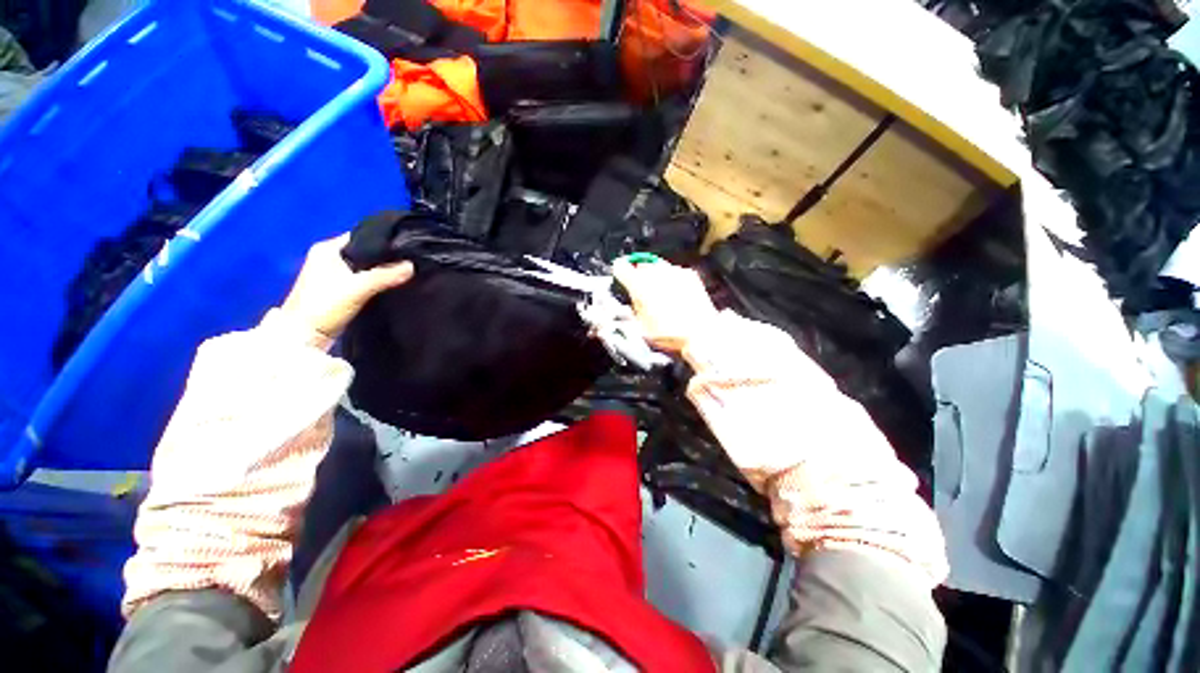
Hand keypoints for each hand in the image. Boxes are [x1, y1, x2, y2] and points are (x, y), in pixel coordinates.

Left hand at [281, 233, 413, 339]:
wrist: (305, 336)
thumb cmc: (325, 305)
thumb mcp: (359, 288)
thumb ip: (386, 275)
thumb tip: (413, 266)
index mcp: (327, 248)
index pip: (362, 236)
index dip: (384, 240)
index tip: (406, 246)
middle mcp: (328, 257)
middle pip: (364, 252)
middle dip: (385, 256)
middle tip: (410, 260)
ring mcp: (332, 274)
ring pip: (364, 266)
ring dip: (381, 269)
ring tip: (405, 271)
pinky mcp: (338, 289)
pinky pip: (362, 278)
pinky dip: (375, 280)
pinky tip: (391, 283)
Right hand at [612, 257, 718, 353]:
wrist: (702, 334)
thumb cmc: (669, 334)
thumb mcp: (641, 328)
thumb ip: (632, 309)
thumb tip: (630, 300)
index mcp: (640, 286)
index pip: (621, 268)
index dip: (619, 273)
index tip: (620, 277)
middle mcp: (656, 274)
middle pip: (640, 266)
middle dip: (638, 276)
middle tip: (640, 291)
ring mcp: (675, 272)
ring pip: (657, 267)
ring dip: (654, 276)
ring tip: (658, 292)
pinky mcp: (690, 275)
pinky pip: (674, 272)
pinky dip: (670, 279)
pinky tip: (674, 293)